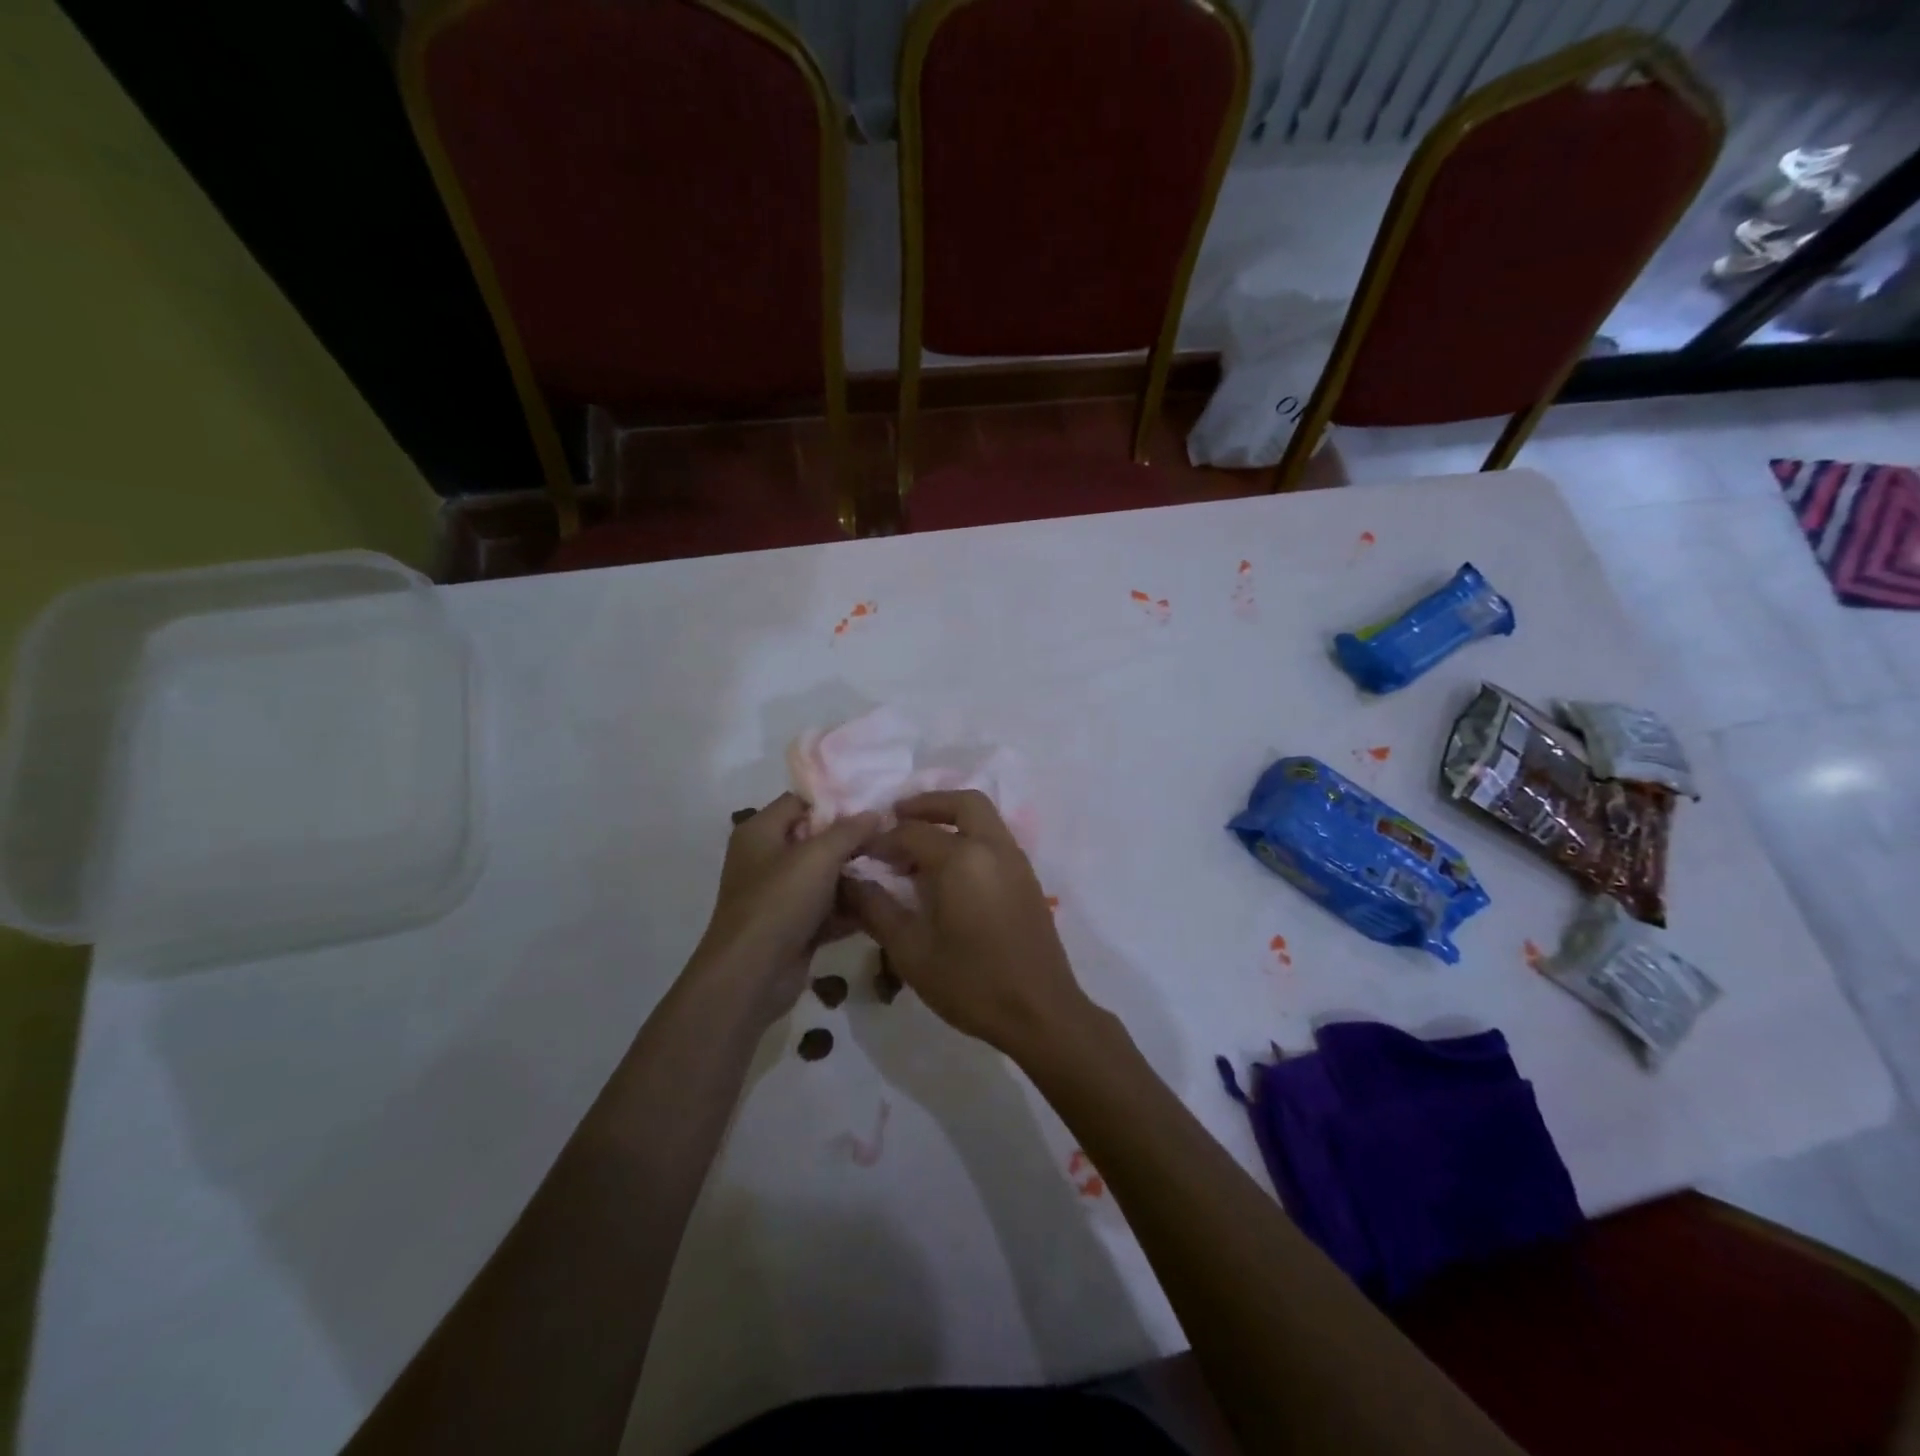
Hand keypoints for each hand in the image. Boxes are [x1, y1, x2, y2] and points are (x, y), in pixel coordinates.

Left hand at [693, 793, 880, 1026]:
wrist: (751, 976)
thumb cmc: (779, 903)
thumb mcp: (818, 856)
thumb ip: (849, 830)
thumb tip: (875, 813)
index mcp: (761, 831)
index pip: (801, 801)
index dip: (836, 801)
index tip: (874, 804)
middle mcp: (767, 859)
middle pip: (817, 839)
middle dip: (853, 840)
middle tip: (892, 836)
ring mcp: (780, 895)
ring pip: (826, 876)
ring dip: (857, 875)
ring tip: (896, 867)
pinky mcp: (795, 927)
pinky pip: (828, 908)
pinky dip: (851, 907)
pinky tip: (886, 902)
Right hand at [843, 790, 1093, 1056]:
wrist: (1040, 1012)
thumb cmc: (971, 983)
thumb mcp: (910, 951)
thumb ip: (876, 909)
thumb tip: (847, 881)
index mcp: (962, 859)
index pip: (913, 832)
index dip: (882, 839)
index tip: (861, 853)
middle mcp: (993, 847)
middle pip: (962, 802)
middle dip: (927, 804)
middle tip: (896, 818)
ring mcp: (1016, 861)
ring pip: (984, 817)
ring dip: (951, 818)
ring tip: (919, 845)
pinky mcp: (1027, 878)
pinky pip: (995, 839)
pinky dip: (970, 836)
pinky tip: (949, 870)